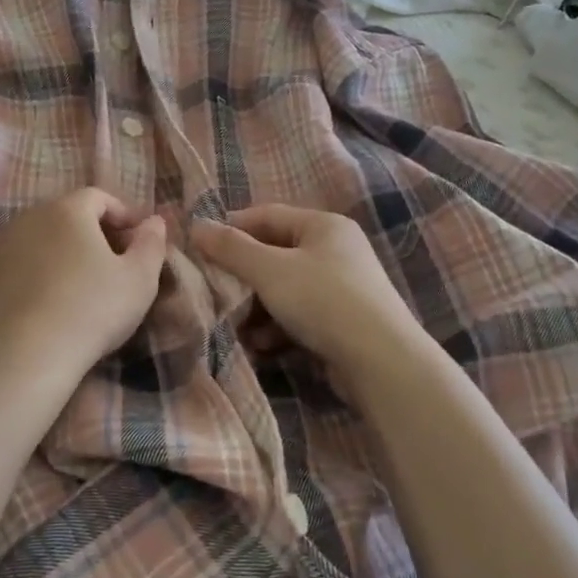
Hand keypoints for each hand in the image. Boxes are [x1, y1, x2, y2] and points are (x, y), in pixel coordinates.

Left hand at [0, 188, 167, 382]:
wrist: (22, 357)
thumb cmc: (91, 309)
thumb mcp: (139, 279)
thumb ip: (152, 244)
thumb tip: (154, 221)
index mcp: (68, 209)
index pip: (99, 197)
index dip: (123, 215)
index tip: (138, 242)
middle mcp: (31, 217)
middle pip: (69, 215)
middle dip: (95, 233)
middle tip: (116, 263)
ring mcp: (3, 247)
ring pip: (44, 239)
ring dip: (66, 253)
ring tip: (85, 285)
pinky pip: (23, 264)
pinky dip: (42, 274)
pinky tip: (54, 303)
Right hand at [193, 205, 425, 391]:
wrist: (382, 362)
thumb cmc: (323, 301)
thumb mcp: (270, 270)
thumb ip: (231, 248)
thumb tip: (196, 225)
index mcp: (324, 225)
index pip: (267, 215)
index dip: (231, 229)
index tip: (200, 248)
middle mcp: (336, 250)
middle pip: (275, 255)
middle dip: (243, 278)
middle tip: (215, 294)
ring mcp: (343, 287)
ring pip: (285, 290)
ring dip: (257, 310)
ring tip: (236, 330)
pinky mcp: (344, 322)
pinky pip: (300, 316)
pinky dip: (278, 329)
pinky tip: (262, 348)